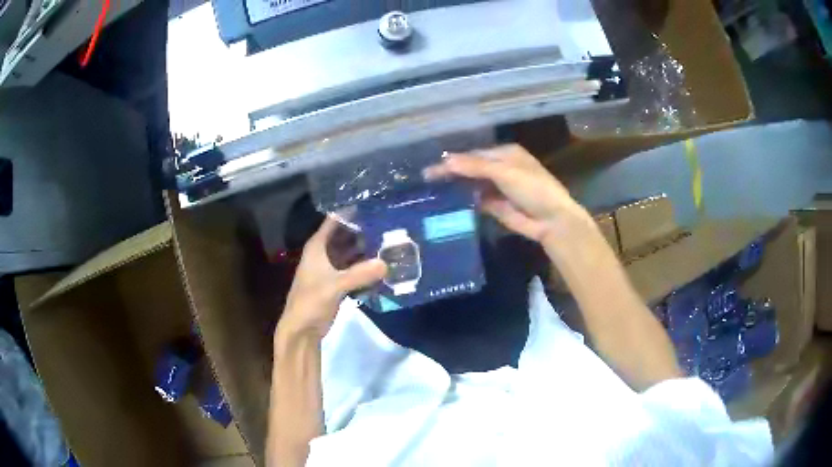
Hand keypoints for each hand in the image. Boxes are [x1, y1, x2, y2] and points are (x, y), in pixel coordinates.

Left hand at [278, 217, 386, 340]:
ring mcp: (331, 268)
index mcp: (317, 246)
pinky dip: (365, 265)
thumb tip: (386, 263)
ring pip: (351, 252)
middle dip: (364, 229)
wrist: (302, 329)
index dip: (351, 211)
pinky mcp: (338, 282)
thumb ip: (359, 274)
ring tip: (391, 240)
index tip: (373, 203)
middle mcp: (324, 253)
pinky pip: (354, 268)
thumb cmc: (311, 302)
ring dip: (366, 248)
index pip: (334, 221)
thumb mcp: (334, 286)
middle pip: (346, 235)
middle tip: (389, 222)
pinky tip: (383, 262)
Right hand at [424, 144, 590, 244]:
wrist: (551, 220)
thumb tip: (445, 161)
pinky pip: (476, 201)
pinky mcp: (496, 206)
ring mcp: (498, 188)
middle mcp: (500, 168)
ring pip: (472, 185)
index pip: (473, 155)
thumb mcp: (504, 172)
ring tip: (431, 192)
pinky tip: (447, 204)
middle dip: (452, 173)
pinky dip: (464, 202)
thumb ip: (474, 167)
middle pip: (471, 169)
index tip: (431, 169)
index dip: (453, 161)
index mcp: (505, 154)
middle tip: (427, 180)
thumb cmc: (533, 188)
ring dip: (456, 187)